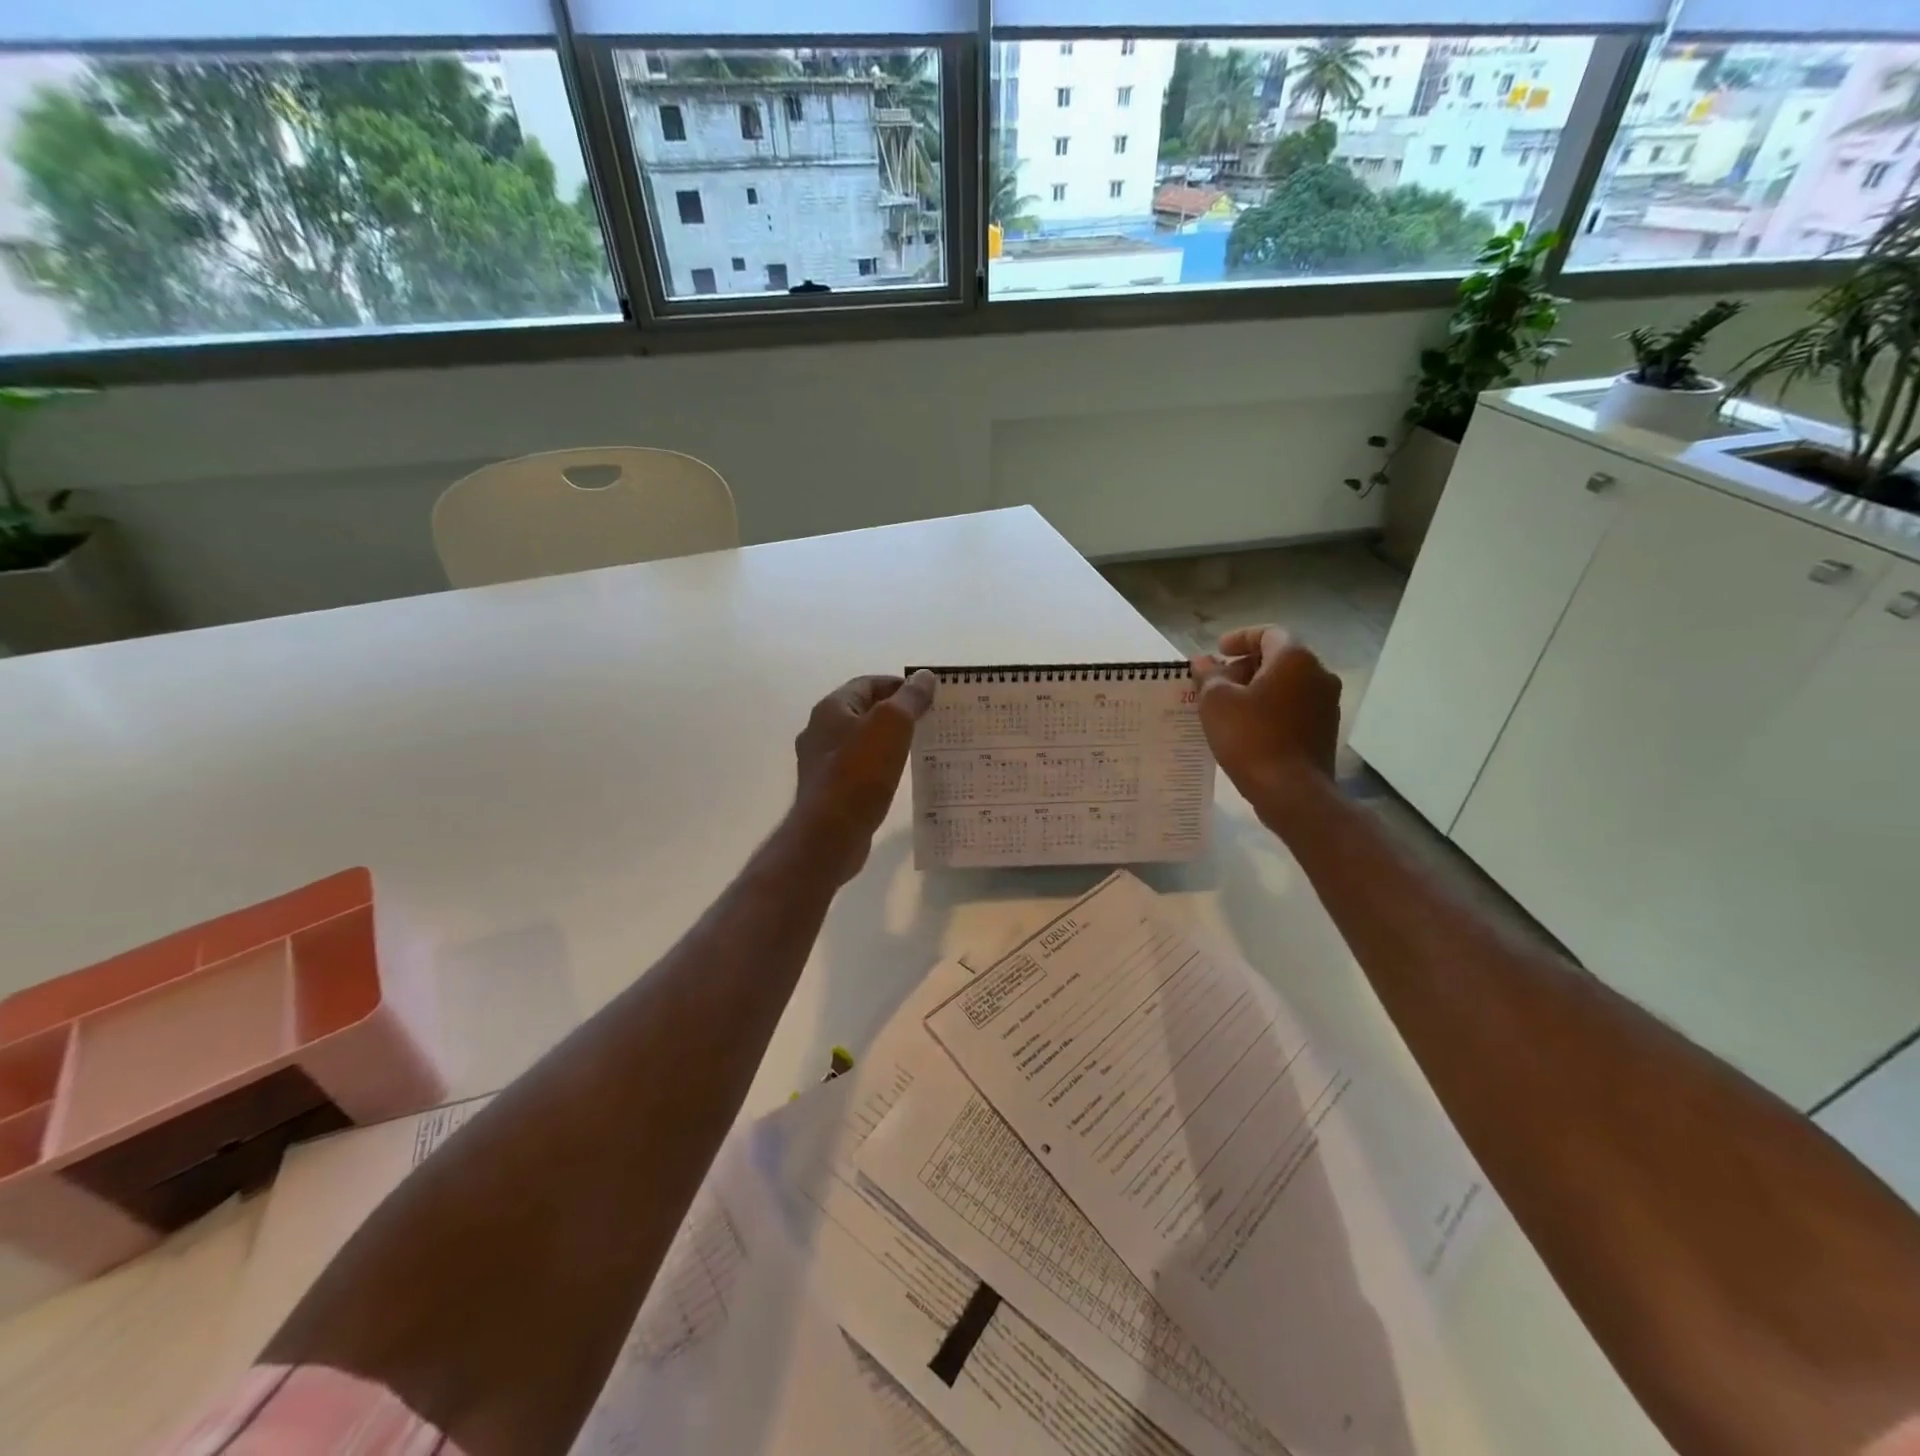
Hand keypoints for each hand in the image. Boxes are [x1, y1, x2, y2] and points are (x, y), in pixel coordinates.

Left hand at [790, 671, 937, 881]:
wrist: (831, 832)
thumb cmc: (860, 772)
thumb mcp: (892, 724)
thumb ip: (909, 698)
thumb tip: (924, 676)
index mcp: (831, 708)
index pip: (868, 683)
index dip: (898, 685)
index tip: (928, 695)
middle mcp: (820, 731)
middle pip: (862, 711)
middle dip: (894, 713)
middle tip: (927, 721)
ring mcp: (821, 763)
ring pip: (860, 741)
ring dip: (886, 741)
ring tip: (917, 748)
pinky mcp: (828, 791)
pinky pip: (858, 769)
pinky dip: (878, 767)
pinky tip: (896, 778)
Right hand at [1191, 627, 1340, 822]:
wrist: (1292, 791)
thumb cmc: (1250, 737)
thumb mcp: (1216, 702)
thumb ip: (1209, 675)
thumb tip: (1203, 661)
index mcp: (1295, 658)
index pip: (1267, 633)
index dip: (1239, 638)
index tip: (1217, 652)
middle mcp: (1319, 674)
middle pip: (1279, 658)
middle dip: (1245, 666)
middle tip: (1217, 682)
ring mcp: (1327, 704)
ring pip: (1287, 685)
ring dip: (1258, 689)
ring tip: (1227, 708)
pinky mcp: (1325, 730)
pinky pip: (1294, 707)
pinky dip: (1271, 708)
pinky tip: (1247, 728)